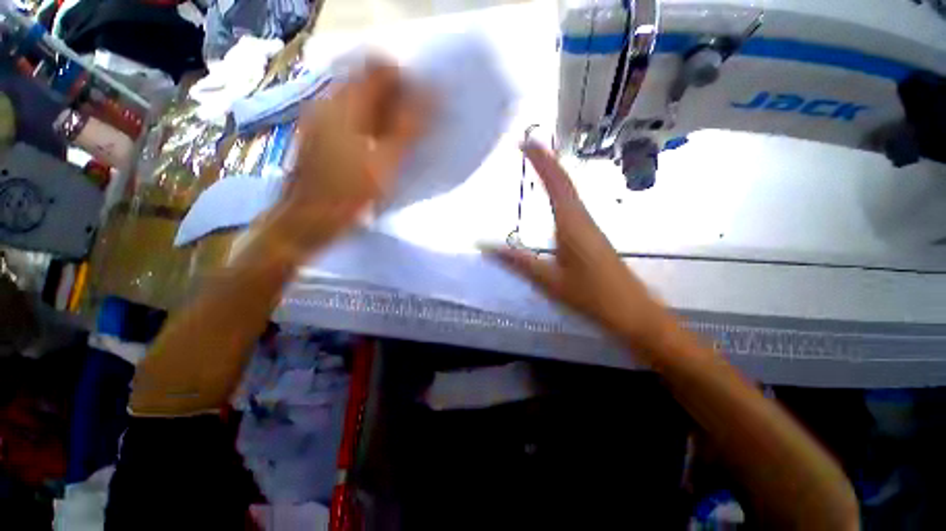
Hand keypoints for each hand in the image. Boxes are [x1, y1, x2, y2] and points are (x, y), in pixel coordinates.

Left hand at [263, 58, 426, 258]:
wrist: (306, 220)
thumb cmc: (347, 196)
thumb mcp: (383, 165)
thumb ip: (406, 131)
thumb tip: (429, 100)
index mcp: (345, 105)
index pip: (379, 68)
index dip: (405, 80)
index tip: (422, 103)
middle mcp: (328, 101)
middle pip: (368, 81)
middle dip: (396, 97)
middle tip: (415, 123)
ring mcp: (319, 117)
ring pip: (359, 99)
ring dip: (383, 111)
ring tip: (401, 137)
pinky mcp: (318, 133)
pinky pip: (349, 116)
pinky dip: (369, 124)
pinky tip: (379, 146)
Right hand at [483, 140, 673, 351]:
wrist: (633, 314)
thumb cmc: (591, 297)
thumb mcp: (548, 281)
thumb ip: (518, 262)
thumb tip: (485, 248)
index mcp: (572, 224)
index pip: (556, 183)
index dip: (541, 160)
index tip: (526, 141)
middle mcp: (583, 219)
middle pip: (565, 182)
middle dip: (547, 161)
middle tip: (529, 146)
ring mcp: (590, 228)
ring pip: (571, 193)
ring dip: (555, 175)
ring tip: (539, 163)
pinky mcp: (593, 238)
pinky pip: (574, 207)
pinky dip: (562, 193)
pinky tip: (557, 199)